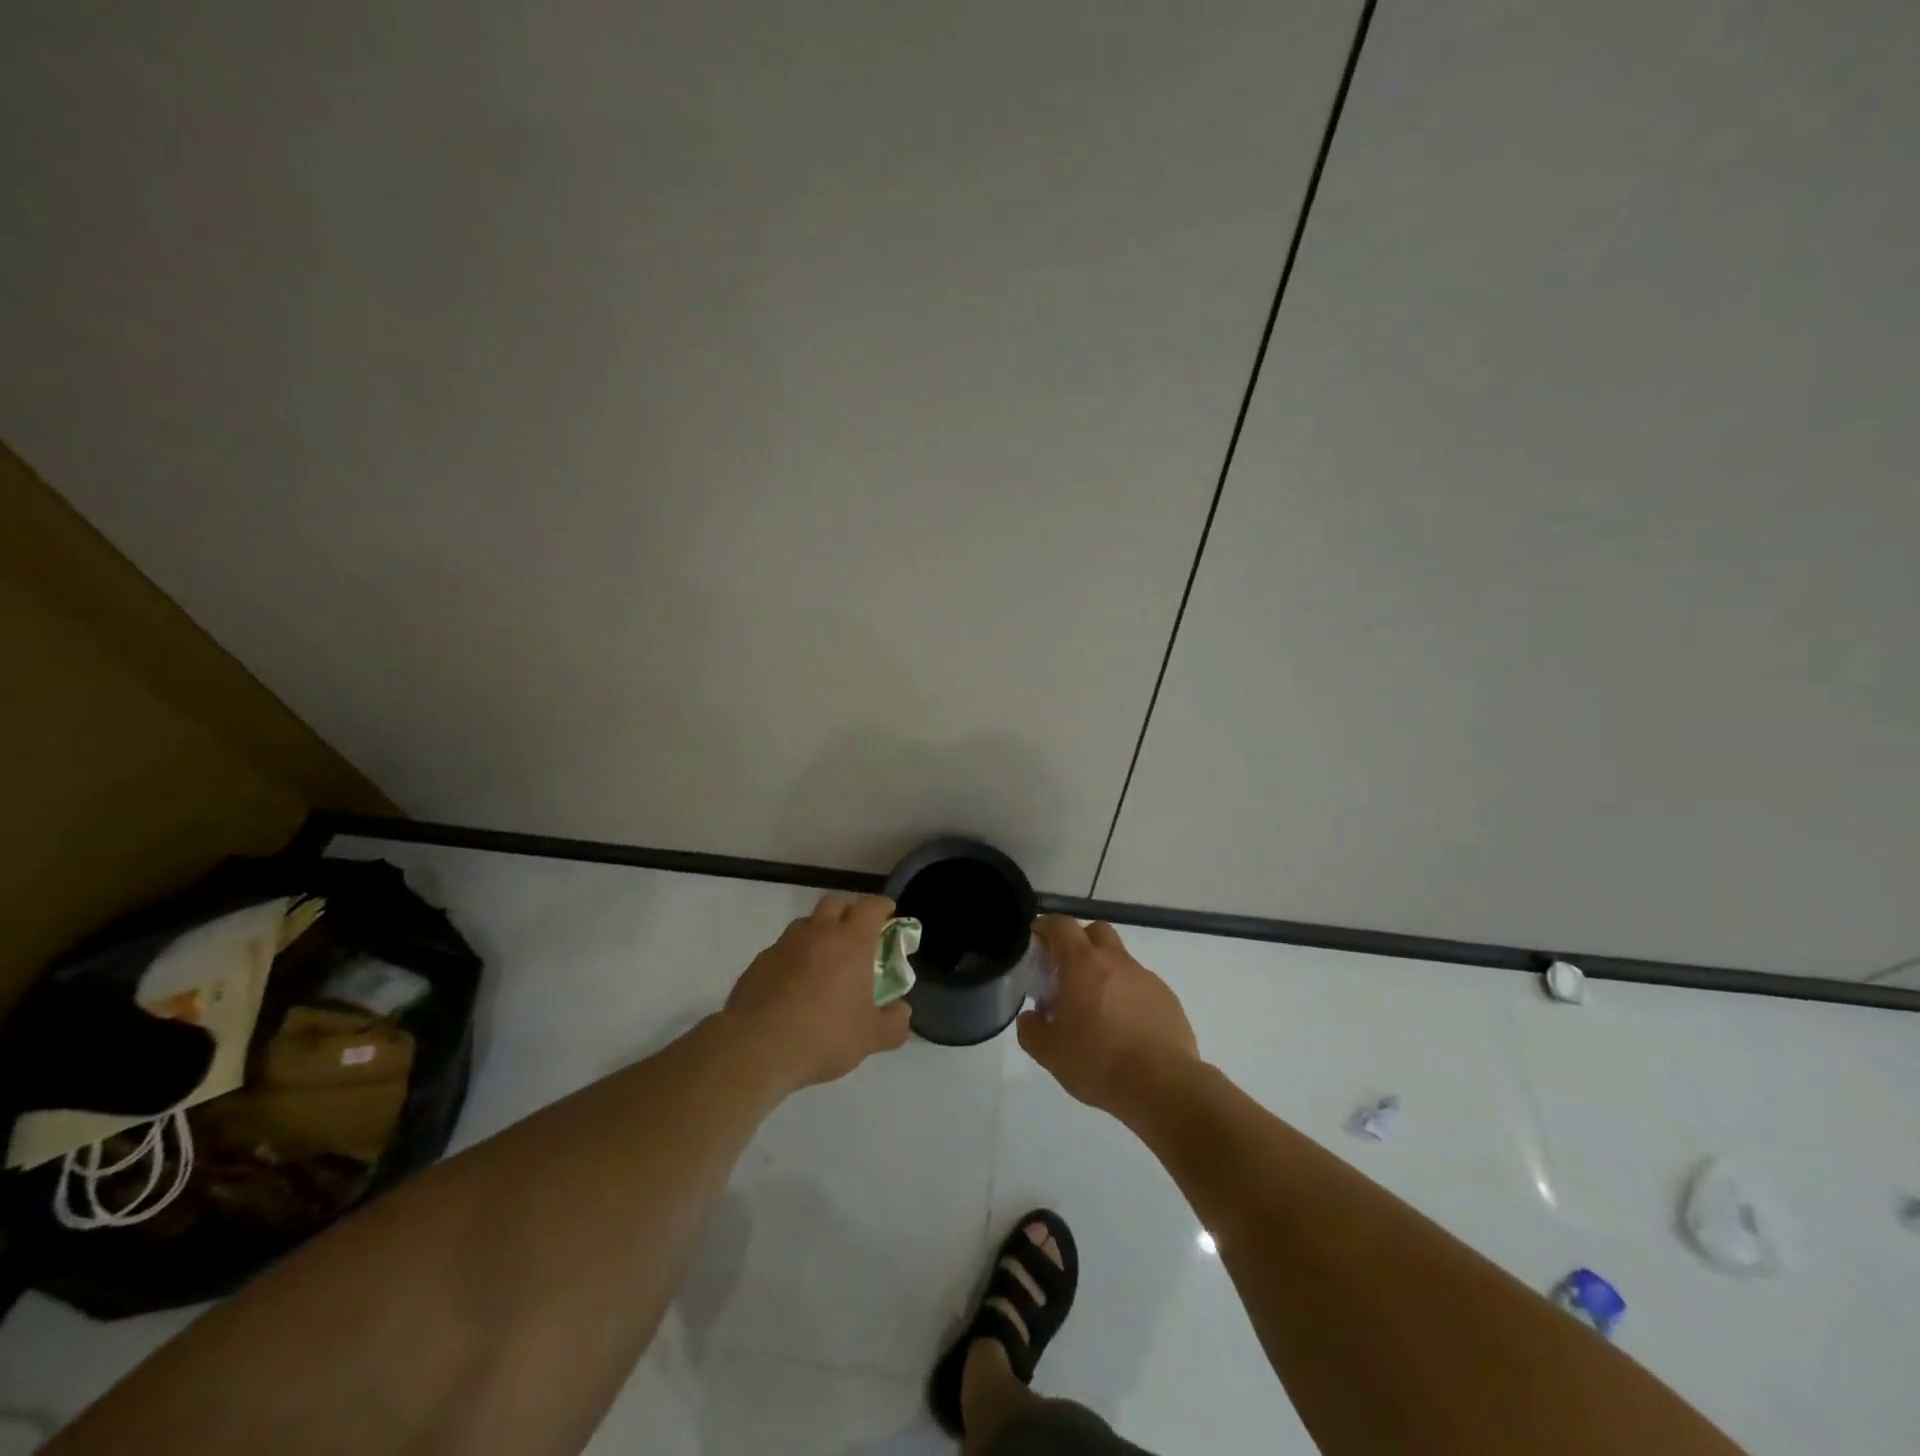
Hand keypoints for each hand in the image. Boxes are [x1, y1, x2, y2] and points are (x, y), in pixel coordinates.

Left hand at [726, 893, 910, 1090]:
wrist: (756, 1049)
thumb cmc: (823, 1036)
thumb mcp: (871, 1038)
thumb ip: (894, 1023)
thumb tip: (901, 1012)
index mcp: (851, 942)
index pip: (871, 907)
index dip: (882, 907)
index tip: (888, 915)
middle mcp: (817, 934)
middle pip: (835, 903)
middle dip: (848, 912)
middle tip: (856, 935)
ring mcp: (784, 946)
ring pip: (805, 924)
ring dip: (819, 932)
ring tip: (824, 960)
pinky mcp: (758, 963)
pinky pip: (782, 949)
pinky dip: (793, 957)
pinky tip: (794, 985)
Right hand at [1018, 916, 1198, 1115]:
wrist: (1163, 1086)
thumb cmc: (1099, 1062)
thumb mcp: (1050, 1053)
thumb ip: (1031, 1030)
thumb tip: (1031, 1018)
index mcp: (1082, 965)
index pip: (1061, 925)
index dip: (1046, 926)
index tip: (1037, 938)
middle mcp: (1115, 961)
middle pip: (1095, 931)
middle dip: (1078, 941)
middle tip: (1067, 971)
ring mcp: (1145, 977)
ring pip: (1120, 959)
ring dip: (1104, 971)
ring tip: (1096, 1008)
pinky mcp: (1167, 998)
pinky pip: (1140, 985)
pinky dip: (1127, 994)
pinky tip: (1125, 1027)